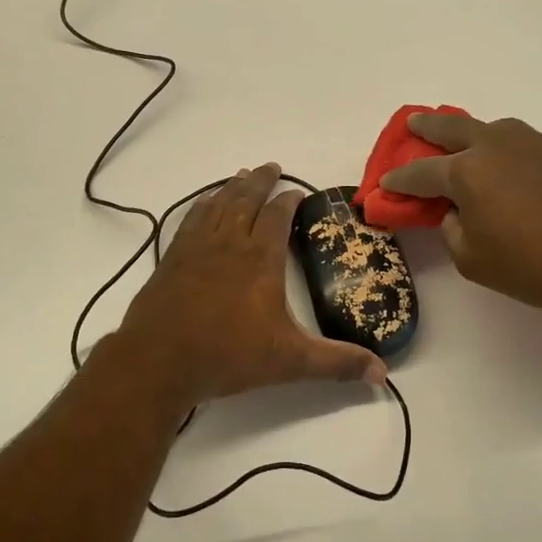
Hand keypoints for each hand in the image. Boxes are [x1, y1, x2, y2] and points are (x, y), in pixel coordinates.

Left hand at [118, 163, 387, 403]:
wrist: (159, 361)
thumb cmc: (228, 356)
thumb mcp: (290, 362)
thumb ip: (336, 363)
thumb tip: (382, 374)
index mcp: (260, 259)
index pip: (278, 216)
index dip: (289, 201)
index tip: (298, 193)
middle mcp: (229, 243)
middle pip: (246, 199)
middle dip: (261, 181)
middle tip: (271, 166)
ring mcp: (196, 248)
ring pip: (217, 204)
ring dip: (232, 187)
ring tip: (241, 177)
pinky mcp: (172, 258)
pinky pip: (191, 220)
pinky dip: (201, 205)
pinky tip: (203, 204)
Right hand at [379, 113, 541, 341]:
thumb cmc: (528, 266)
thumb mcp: (471, 259)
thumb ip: (452, 228)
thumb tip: (457, 210)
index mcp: (467, 171)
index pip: (421, 172)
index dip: (399, 179)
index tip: (385, 183)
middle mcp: (500, 145)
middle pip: (454, 128)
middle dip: (428, 127)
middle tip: (415, 123)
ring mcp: (541, 143)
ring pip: (501, 132)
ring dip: (482, 138)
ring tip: (477, 148)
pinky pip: (541, 151)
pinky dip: (529, 161)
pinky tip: (536, 180)